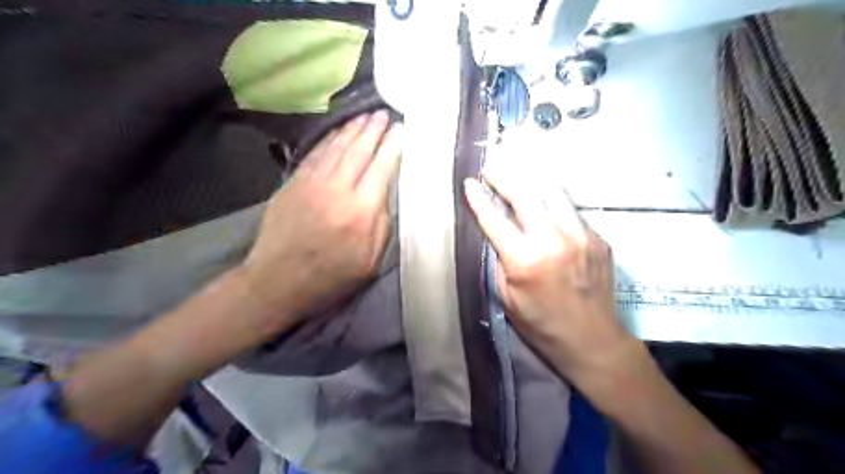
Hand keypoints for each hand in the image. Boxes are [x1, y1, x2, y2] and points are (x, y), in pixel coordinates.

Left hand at [239, 111, 400, 326]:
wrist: (277, 281)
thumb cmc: (331, 277)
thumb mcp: (369, 261)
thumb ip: (382, 224)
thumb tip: (384, 192)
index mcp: (360, 212)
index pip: (381, 168)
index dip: (393, 146)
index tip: (401, 130)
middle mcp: (337, 190)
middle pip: (359, 150)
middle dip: (374, 130)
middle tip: (384, 114)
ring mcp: (311, 183)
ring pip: (337, 147)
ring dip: (353, 129)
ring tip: (366, 117)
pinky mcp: (293, 184)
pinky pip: (315, 154)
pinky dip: (329, 140)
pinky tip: (338, 132)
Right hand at [469, 169, 633, 382]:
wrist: (593, 340)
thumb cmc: (542, 324)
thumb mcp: (507, 297)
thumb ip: (500, 260)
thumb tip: (496, 232)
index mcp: (525, 260)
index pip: (494, 219)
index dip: (479, 199)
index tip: (470, 183)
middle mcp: (553, 241)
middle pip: (524, 195)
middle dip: (504, 176)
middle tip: (492, 165)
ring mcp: (580, 236)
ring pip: (553, 192)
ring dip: (531, 178)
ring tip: (518, 169)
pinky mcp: (597, 238)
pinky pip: (571, 209)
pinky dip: (553, 200)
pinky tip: (544, 197)